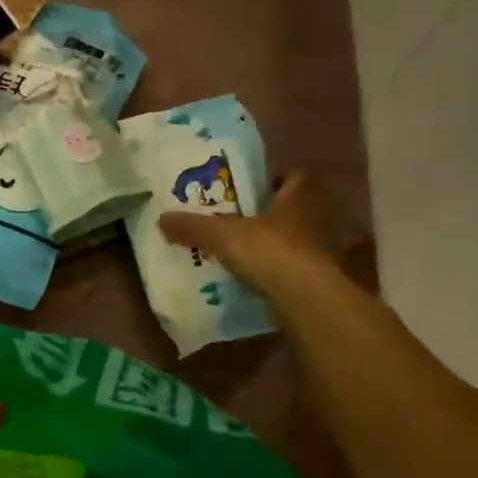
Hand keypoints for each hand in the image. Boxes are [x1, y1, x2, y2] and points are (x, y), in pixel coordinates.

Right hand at [159, 172, 340, 307]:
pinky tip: (246, 278)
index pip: (295, 177)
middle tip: (233, 218)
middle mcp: (313, 221)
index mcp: (298, 198)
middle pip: (290, 211)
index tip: (251, 186)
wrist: (305, 299)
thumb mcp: (222, 234)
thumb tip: (161, 219)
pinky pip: (286, 271)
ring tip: (235, 250)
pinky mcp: (311, 282)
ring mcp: (315, 254)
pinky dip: (269, 273)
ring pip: (289, 242)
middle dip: (265, 214)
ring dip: (267, 244)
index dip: (275, 178)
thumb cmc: (270, 251)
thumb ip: (193, 226)